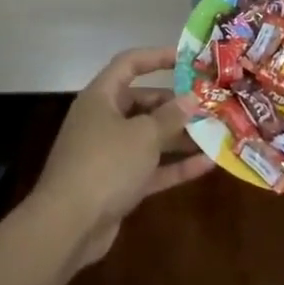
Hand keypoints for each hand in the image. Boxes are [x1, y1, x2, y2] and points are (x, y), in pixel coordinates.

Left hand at [31, 47, 214, 268]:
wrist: (67, 227)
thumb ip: (171, 116)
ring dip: (180, 136)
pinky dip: (175, 166)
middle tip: (208, 103)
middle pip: (143, 103)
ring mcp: (110, 155)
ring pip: (149, 138)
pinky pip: (151, 168)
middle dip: (175, 104)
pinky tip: (207, 164)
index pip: (129, 64)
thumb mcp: (143, 135)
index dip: (157, 57)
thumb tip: (191, 98)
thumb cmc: (105, 164)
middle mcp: (103, 121)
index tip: (187, 58)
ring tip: (215, 132)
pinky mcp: (117, 185)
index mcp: (101, 98)